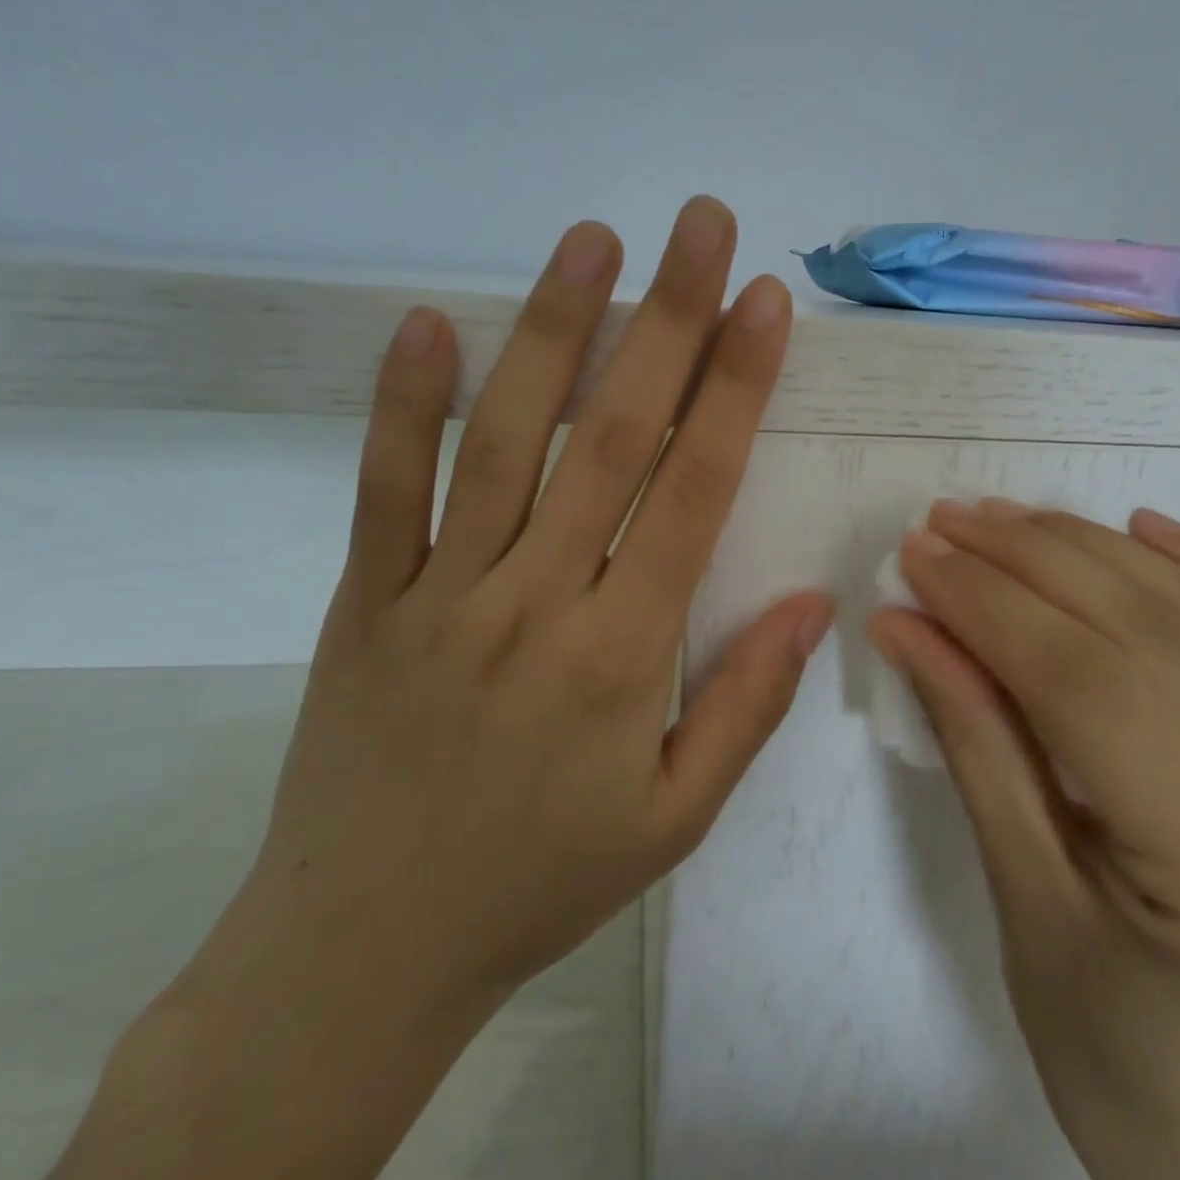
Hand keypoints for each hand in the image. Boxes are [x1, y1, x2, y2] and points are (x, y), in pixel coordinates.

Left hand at [52, 199, 833, 1179]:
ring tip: (592, 240)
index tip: (764, 303)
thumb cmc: (541, 882)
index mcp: (622, 655)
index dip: (736, 387)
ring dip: (552, 330)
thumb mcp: (674, 818)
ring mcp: (443, 592)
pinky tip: (427, 321)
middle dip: (667, 319)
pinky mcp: (368, 600)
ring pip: (504, 439)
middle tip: (700, 225)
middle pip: (613, 435)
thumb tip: (816, 601)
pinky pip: (384, 488)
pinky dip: (401, 403)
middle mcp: (536, 600)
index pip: (695, 489)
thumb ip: (749, 702)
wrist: (363, 954)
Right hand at [869, 500, 1179, 1179]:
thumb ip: (973, 742)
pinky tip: (1140, 526)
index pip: (1091, 691)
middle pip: (1152, 637)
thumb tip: (907, 626)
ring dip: (1093, 550)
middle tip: (947, 522)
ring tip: (1007, 519)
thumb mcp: (1020, 903)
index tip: (918, 556)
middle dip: (1031, 561)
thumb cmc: (1110, 1059)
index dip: (992, 607)